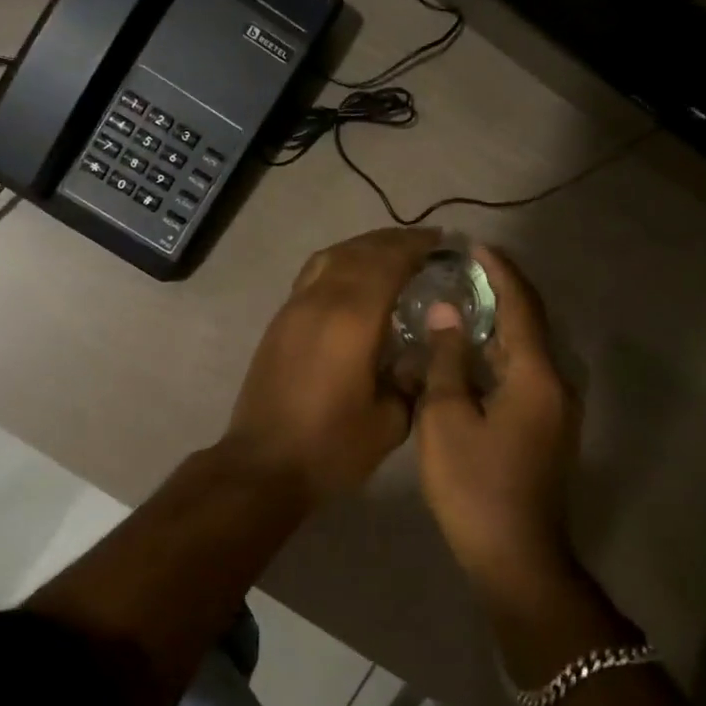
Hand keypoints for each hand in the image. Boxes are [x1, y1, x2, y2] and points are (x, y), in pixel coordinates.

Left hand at [223, 226, 444, 501]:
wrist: (264, 464)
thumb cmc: (331, 447)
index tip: (441, 242)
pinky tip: (353, 278)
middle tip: (423, 243)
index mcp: (352, 320)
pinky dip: (339, 263)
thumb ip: (411, 380)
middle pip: (359, 252)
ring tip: (390, 252)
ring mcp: (294, 308)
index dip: (415, 246)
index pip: (388, 263)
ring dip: (363, 247)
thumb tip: (421, 354)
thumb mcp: (389, 422)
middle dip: (393, 241)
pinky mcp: (279, 321)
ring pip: (331, 257)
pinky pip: (313, 274)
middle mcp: (321, 301)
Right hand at [414, 245, 580, 589]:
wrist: (515, 557)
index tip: (474, 245)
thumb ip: (447, 360)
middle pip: (530, 323)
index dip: (499, 272)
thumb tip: (447, 313)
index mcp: (536, 376)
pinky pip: (525, 373)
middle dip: (501, 291)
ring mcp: (556, 409)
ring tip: (463, 300)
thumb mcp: (447, 418)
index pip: (520, 306)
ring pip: (528, 350)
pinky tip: (471, 353)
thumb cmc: (474, 486)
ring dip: (499, 322)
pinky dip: (500, 352)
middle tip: (463, 268)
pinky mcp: (547, 428)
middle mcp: (557, 384)